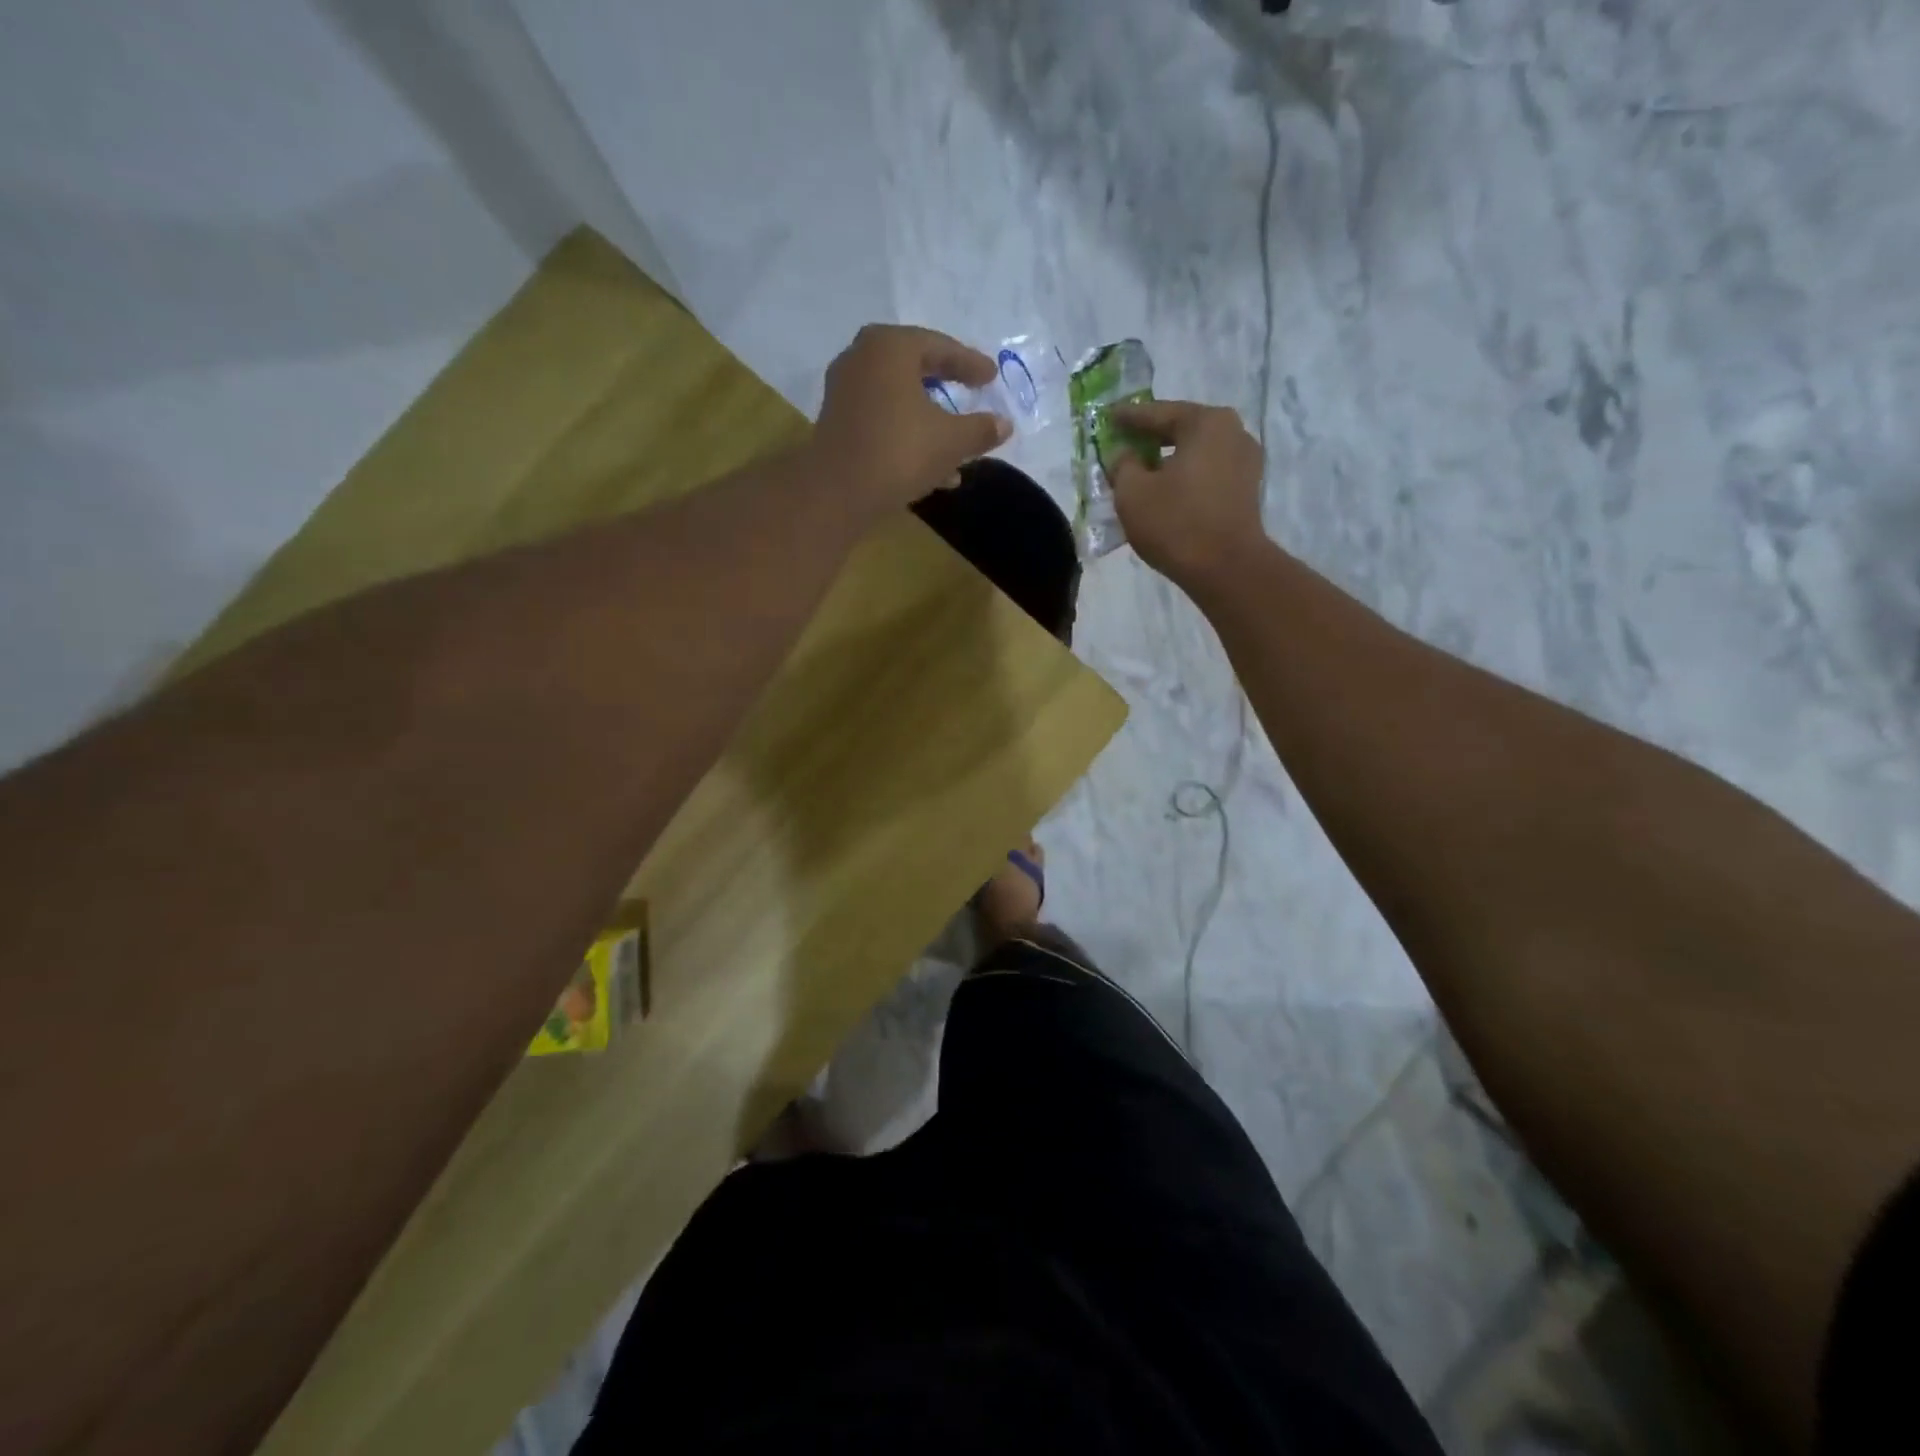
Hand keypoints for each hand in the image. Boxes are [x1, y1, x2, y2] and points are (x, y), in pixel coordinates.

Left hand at [810, 325, 1011, 519]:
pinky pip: (883, 419)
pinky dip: (908, 434)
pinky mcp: (837, 422)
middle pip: (916, 369)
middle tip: (971, 391)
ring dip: (930, 421)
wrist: (838, 492)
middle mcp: (862, 358)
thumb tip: (1004, 425)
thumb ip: (981, 429)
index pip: (940, 347)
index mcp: (891, 347)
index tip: (991, 377)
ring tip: (958, 447)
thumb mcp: (951, 441)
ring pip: (899, 400)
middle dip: (946, 387)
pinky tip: (932, 469)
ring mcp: (845, 390)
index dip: (970, 364)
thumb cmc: (900, 452)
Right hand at [1108, 400, 1267, 584]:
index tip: (1107, 417)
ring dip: (1168, 459)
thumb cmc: (1176, 523)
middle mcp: (1233, 432)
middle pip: (1181, 429)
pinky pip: (1207, 472)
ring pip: (1196, 452)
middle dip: (1150, 437)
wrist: (1226, 569)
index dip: (1128, 417)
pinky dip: (1185, 475)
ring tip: (1142, 469)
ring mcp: (1245, 461)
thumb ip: (1122, 464)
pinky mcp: (1246, 489)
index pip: (1157, 413)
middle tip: (1123, 442)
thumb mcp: (1132, 493)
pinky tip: (1166, 489)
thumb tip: (1124, 453)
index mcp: (1206, 423)